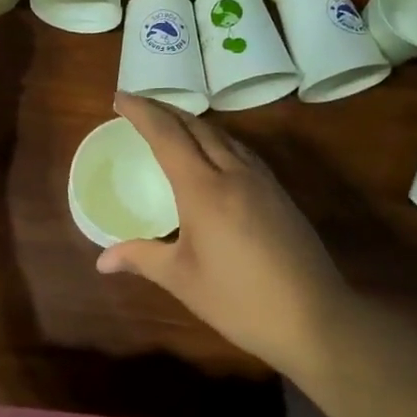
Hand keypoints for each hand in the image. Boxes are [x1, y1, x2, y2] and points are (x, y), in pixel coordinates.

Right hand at [97, 94, 350, 373]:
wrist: (315, 317)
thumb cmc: (240, 301)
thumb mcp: (183, 280)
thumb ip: (142, 258)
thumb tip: (101, 260)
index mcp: (204, 189)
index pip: (167, 135)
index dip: (141, 112)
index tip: (119, 98)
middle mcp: (234, 172)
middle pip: (196, 126)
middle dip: (164, 109)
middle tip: (138, 106)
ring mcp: (261, 179)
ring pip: (222, 134)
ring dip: (192, 121)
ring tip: (170, 122)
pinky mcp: (278, 192)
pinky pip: (241, 149)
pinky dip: (216, 138)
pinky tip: (213, 152)